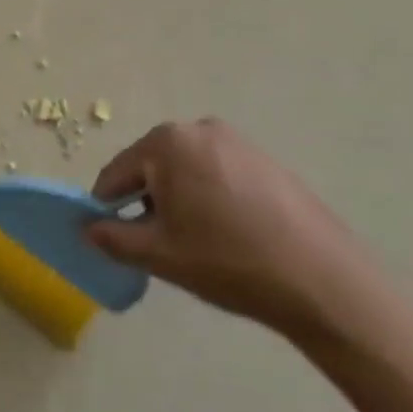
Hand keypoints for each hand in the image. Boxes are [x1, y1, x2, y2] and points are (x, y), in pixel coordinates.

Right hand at [87, 118, 380, 341]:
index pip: (116, 174)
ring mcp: (237, 141)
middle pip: (152, 167)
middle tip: (163, 245)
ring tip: (200, 243)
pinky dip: (211, 197)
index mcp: (166, 142)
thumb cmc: (229, 262)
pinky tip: (231, 234)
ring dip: (180, 200)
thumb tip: (87, 228)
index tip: (114, 239)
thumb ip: (112, 238)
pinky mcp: (266, 160)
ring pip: (186, 170)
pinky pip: (218, 174)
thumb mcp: (160, 255)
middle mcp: (198, 129)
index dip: (108, 208)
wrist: (325, 282)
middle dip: (147, 202)